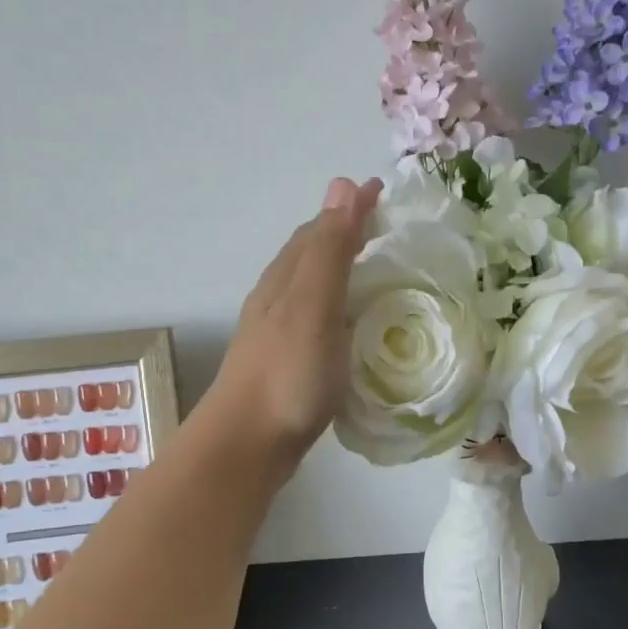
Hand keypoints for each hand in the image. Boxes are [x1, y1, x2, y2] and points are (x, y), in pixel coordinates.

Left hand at [199, 176, 382, 476]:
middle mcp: (276, 300)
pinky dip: (335, 307)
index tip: (380, 191)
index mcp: (285, 280)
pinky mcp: (285, 365)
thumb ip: (329, 251)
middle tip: (380, 227)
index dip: (347, 209)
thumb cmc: (286, 374)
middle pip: (309, 255)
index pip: (318, 230)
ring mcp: (277, 335)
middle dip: (342, 233)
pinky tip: (346, 326)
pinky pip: (315, 320)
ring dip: (337, 270)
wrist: (247, 444)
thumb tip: (342, 183)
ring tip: (369, 269)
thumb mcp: (313, 306)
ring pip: (309, 288)